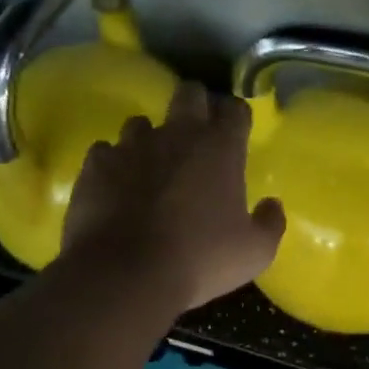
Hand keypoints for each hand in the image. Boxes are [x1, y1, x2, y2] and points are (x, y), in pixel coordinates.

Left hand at [61, 81, 285, 312]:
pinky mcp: (96, 164)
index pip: (235, 109)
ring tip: (149, 168)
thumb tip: (272, 205)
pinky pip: (105, 151)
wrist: (124, 275)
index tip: (236, 133)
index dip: (236, 117)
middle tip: (196, 137)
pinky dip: (112, 165)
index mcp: (220, 148)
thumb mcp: (254, 253)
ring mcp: (132, 145)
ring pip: (141, 122)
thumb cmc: (199, 260)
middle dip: (195, 106)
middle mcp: (177, 134)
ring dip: (149, 139)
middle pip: (189, 93)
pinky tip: (115, 188)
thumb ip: (269, 223)